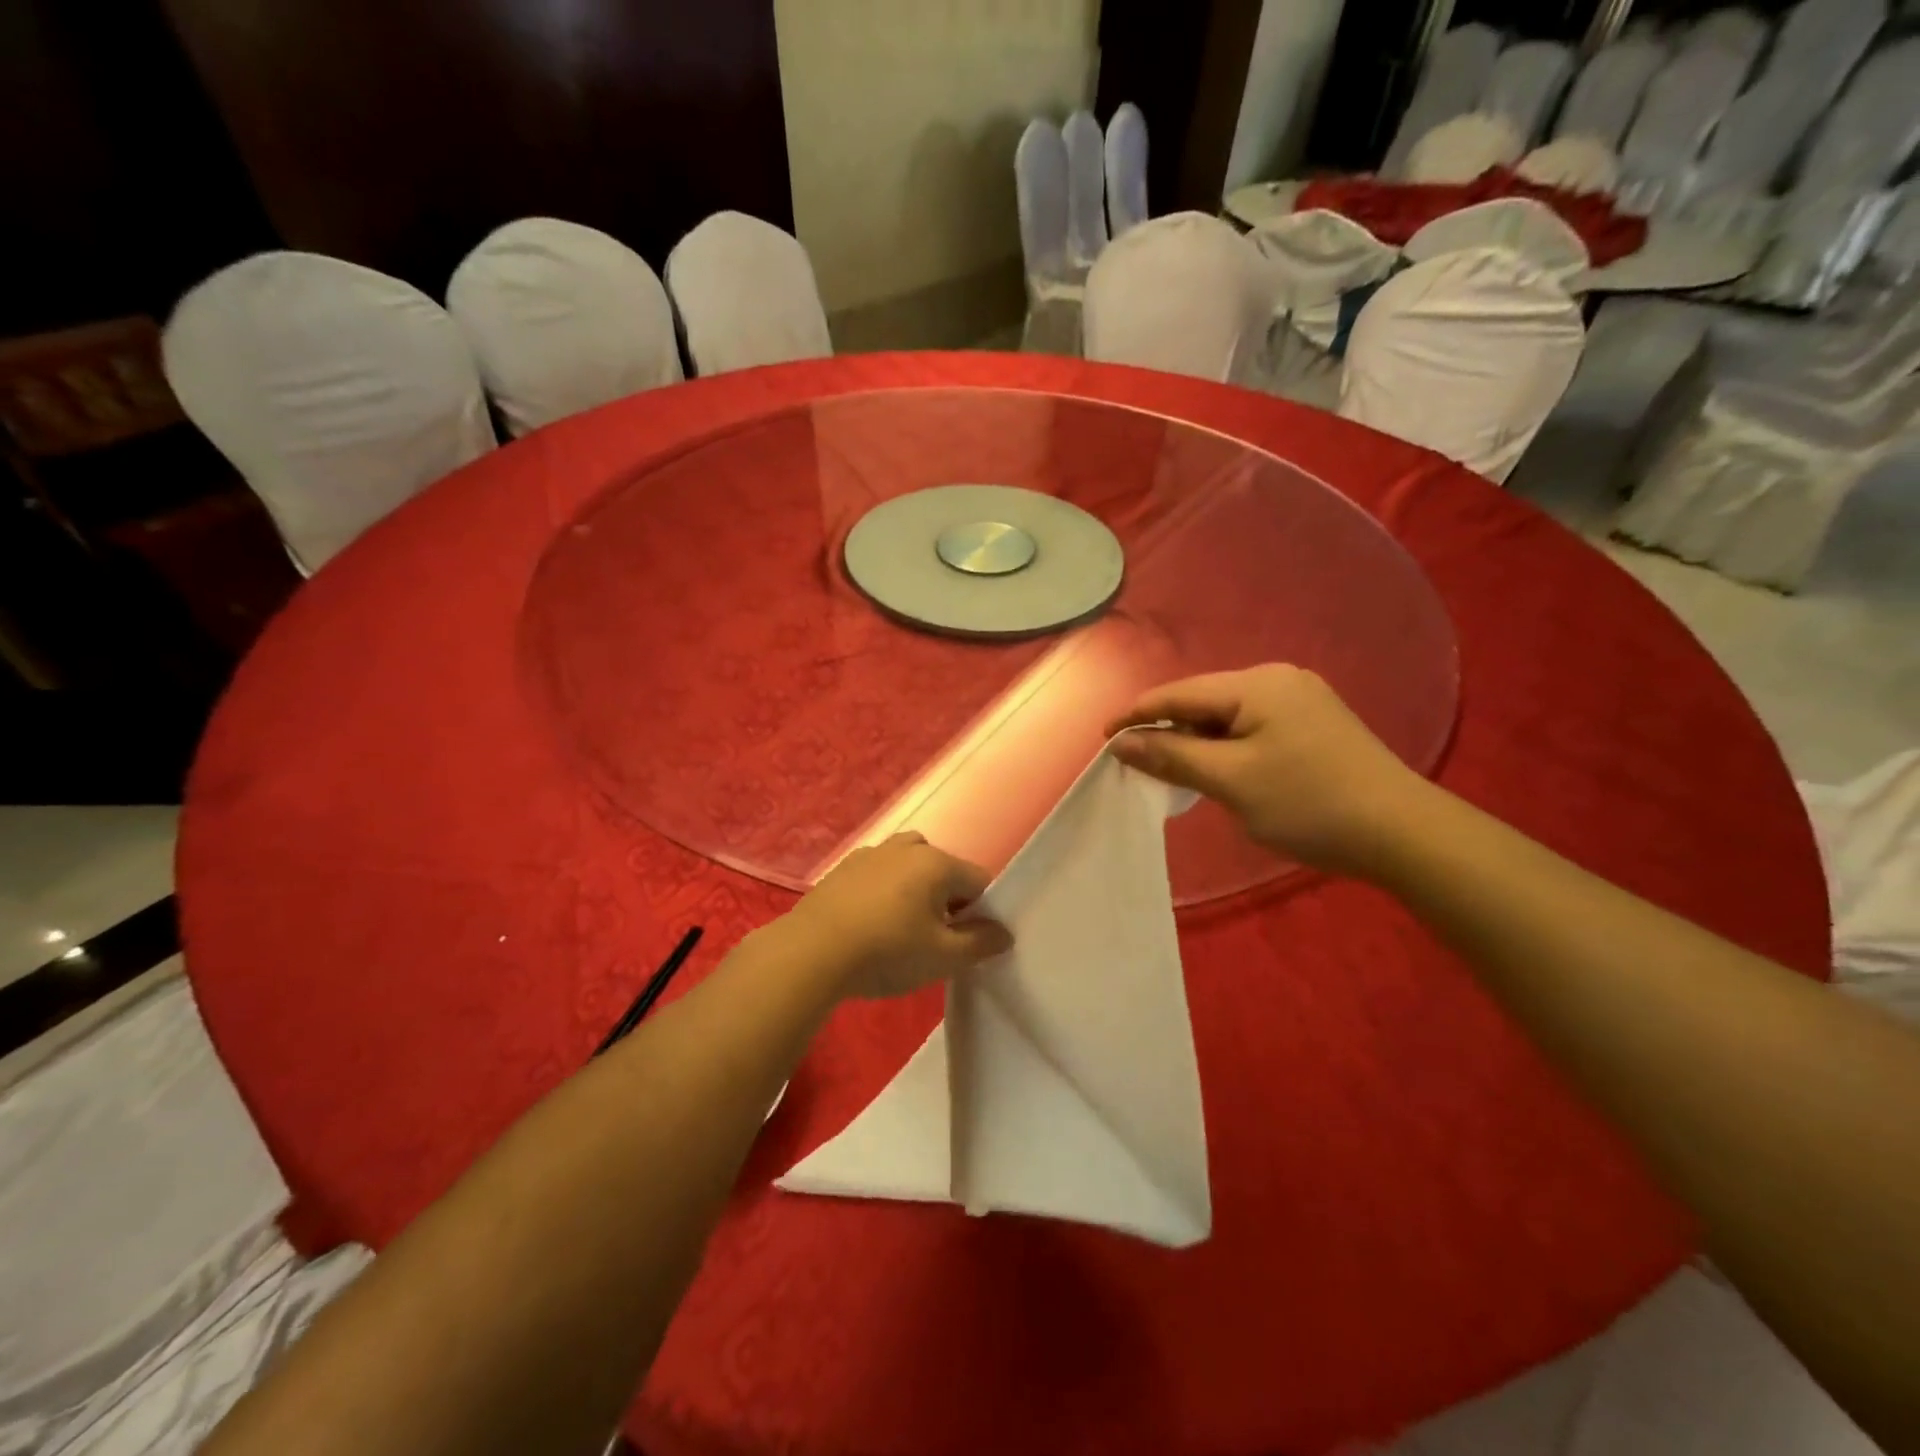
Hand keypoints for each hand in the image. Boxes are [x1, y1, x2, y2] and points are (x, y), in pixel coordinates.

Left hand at [787, 833, 1012, 999]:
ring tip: (902, 924)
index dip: (981, 911)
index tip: (967, 941)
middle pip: (942, 867)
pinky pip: (876, 872)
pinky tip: (870, 921)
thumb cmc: (887, 952)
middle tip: (935, 934)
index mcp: (936, 863)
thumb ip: (980, 943)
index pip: (978, 880)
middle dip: (946, 895)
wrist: (811, 952)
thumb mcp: (943, 957)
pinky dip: (882, 889)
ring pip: (906, 863)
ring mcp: (870, 854)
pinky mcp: (842, 869)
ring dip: (913, 887)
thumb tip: (1004, 933)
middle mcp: (906, 849)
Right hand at [1107, 665, 1429, 878]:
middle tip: (1137, 763)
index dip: (1137, 715)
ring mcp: (1300, 700)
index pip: (1179, 693)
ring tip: (1174, 770)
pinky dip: (1226, 746)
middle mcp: (1278, 679)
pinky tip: (1219, 769)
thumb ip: (1172, 756)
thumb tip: (1121, 743)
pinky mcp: (1313, 724)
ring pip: (1227, 716)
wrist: (1403, 833)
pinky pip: (1251, 727)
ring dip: (1197, 740)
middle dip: (1168, 729)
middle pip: (1203, 700)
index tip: (1103, 739)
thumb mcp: (1231, 781)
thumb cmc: (1309, 803)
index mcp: (1257, 684)